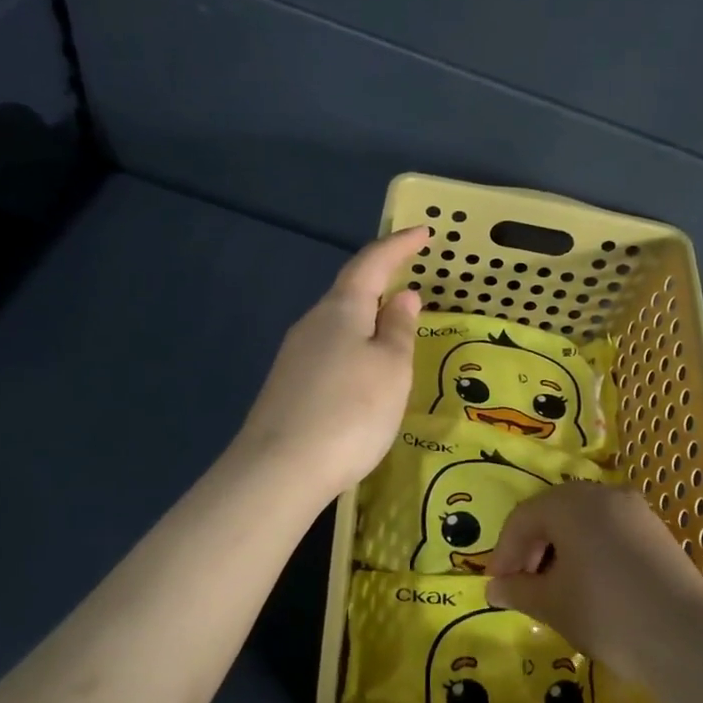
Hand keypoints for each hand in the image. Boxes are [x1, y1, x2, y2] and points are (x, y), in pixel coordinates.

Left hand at [234, 226, 429, 501]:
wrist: (280, 470)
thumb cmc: (351, 411)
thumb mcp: (391, 369)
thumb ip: (399, 330)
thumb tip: (401, 296)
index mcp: (341, 309)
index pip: (371, 263)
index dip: (398, 246)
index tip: (423, 233)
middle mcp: (312, 323)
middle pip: (349, 292)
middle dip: (380, 283)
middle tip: (411, 285)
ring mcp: (294, 355)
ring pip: (338, 324)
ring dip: (367, 320)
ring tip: (394, 334)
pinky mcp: (288, 385)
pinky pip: (329, 352)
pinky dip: (353, 349)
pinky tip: (363, 374)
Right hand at [485, 483, 702, 681]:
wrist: (686, 639)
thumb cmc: (606, 613)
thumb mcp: (551, 604)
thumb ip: (518, 590)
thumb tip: (495, 587)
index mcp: (572, 503)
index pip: (523, 517)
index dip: (504, 552)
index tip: (497, 586)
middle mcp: (604, 494)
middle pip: (554, 513)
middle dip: (532, 548)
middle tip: (522, 586)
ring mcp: (636, 511)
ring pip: (584, 522)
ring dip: (560, 550)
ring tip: (554, 589)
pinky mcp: (657, 532)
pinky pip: (610, 532)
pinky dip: (590, 552)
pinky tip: (590, 586)